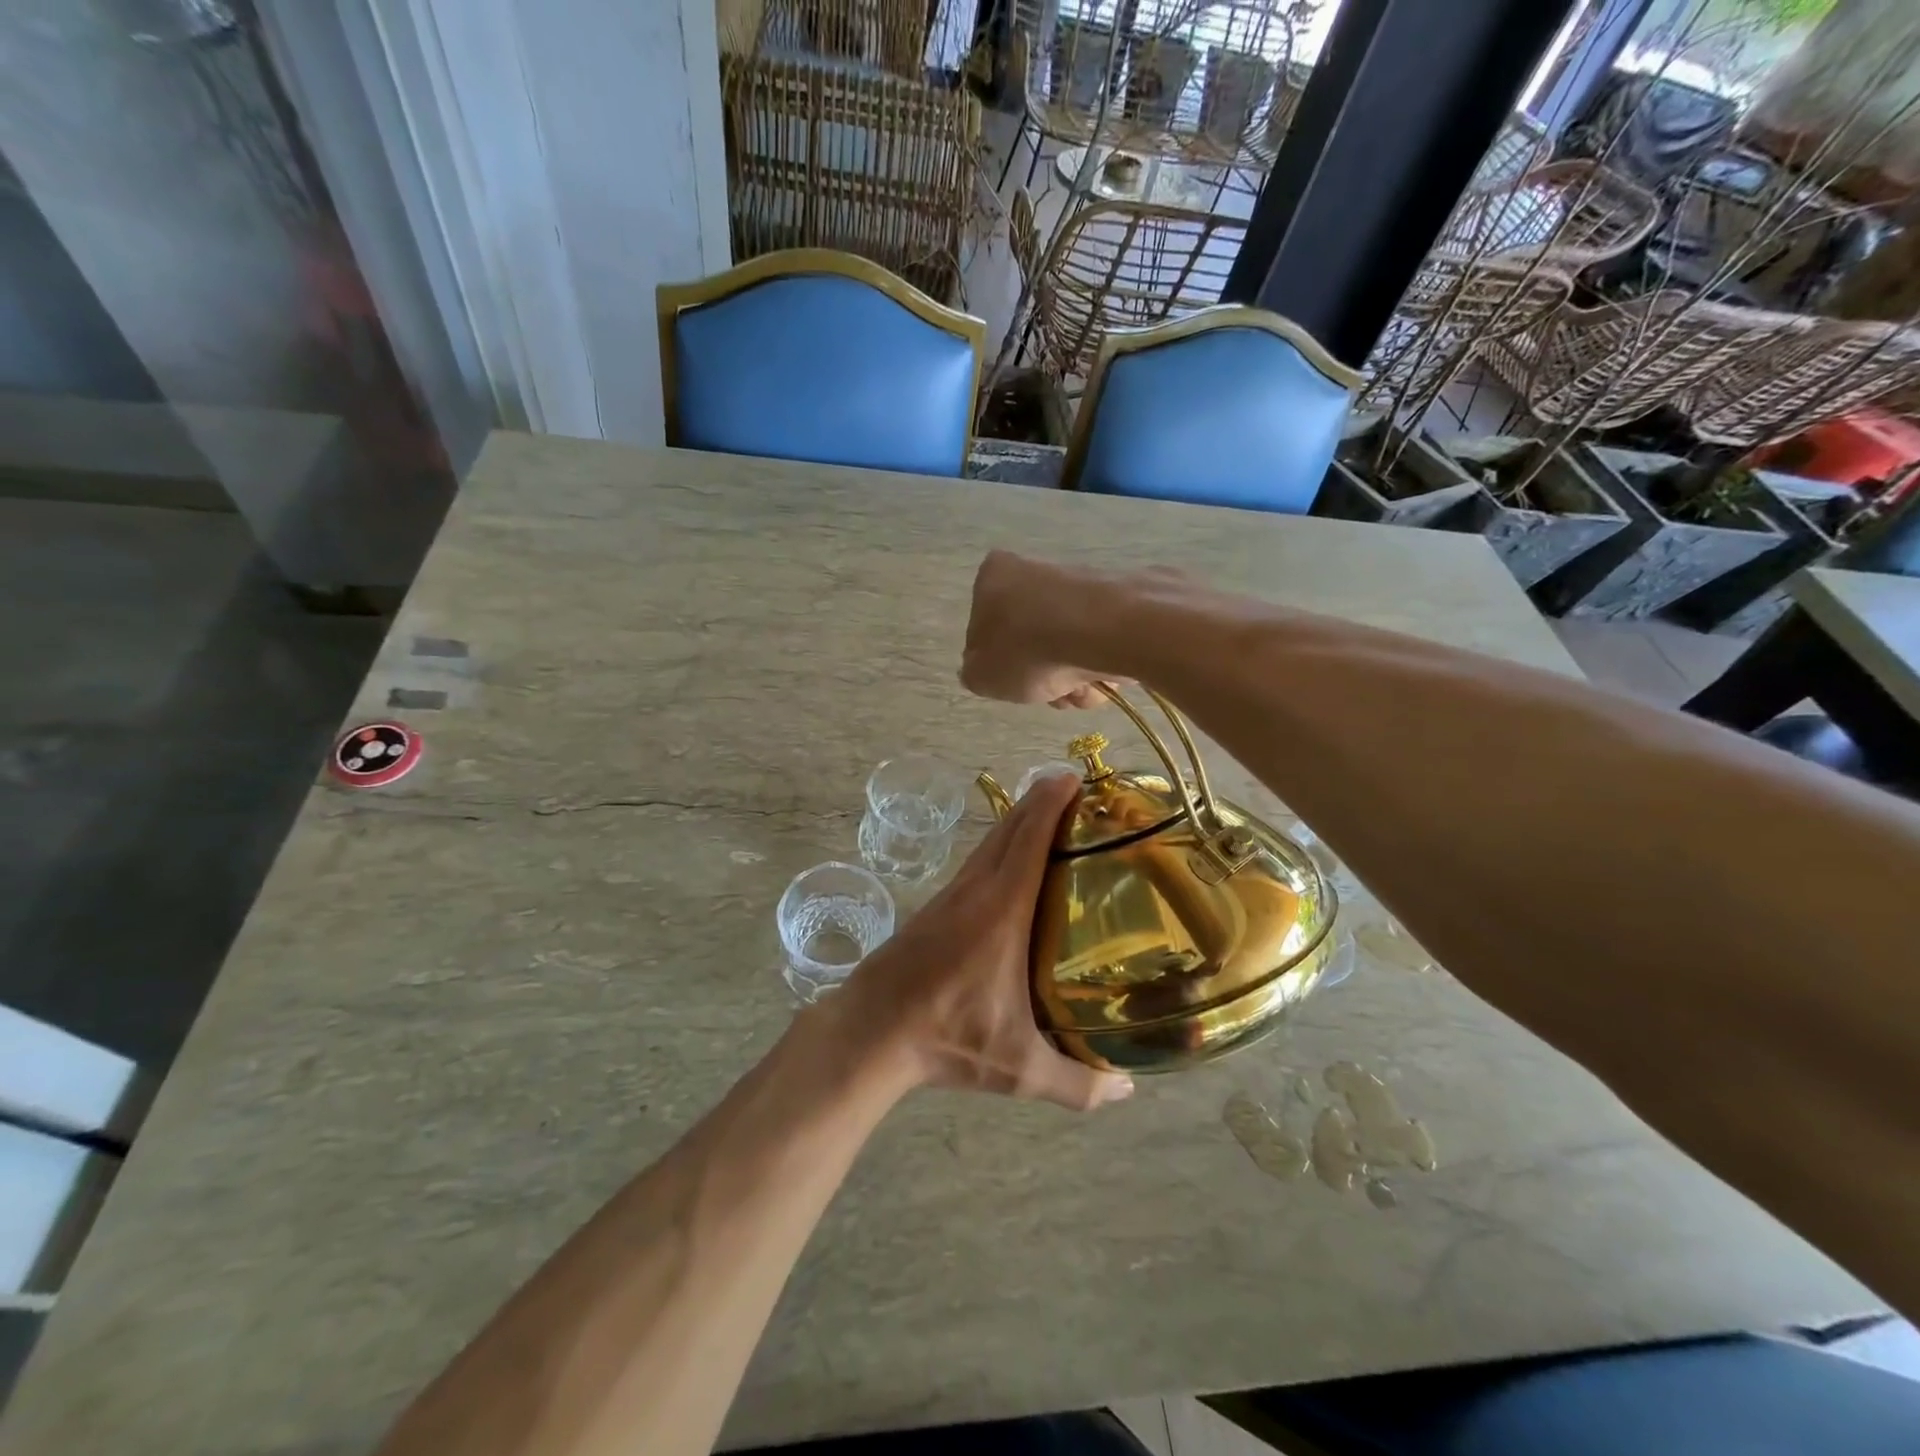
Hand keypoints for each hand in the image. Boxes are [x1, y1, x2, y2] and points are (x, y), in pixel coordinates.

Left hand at [836, 773, 1133, 1110]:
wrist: (871, 1031)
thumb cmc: (948, 1038)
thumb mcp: (1019, 1069)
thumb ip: (1078, 1084)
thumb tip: (1129, 1092)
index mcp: (1001, 910)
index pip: (1030, 839)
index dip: (1051, 802)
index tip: (1072, 776)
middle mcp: (976, 891)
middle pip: (1009, 829)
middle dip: (1039, 801)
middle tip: (1073, 790)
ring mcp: (950, 897)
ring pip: (989, 844)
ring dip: (1017, 822)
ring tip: (1048, 818)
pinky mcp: (934, 910)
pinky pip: (975, 864)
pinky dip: (998, 848)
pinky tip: (1009, 868)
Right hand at [960, 550, 1116, 708]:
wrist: (1110, 631)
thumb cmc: (1031, 650)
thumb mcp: (982, 676)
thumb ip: (974, 673)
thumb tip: (984, 669)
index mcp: (994, 576)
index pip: (982, 627)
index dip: (996, 662)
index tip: (1010, 681)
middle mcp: (1035, 570)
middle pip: (1030, 640)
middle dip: (1041, 675)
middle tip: (1050, 693)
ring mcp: (1080, 583)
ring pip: (1066, 646)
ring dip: (1070, 679)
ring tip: (1080, 691)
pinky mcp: (1120, 599)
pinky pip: (1098, 643)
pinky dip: (1099, 666)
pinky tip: (1104, 680)